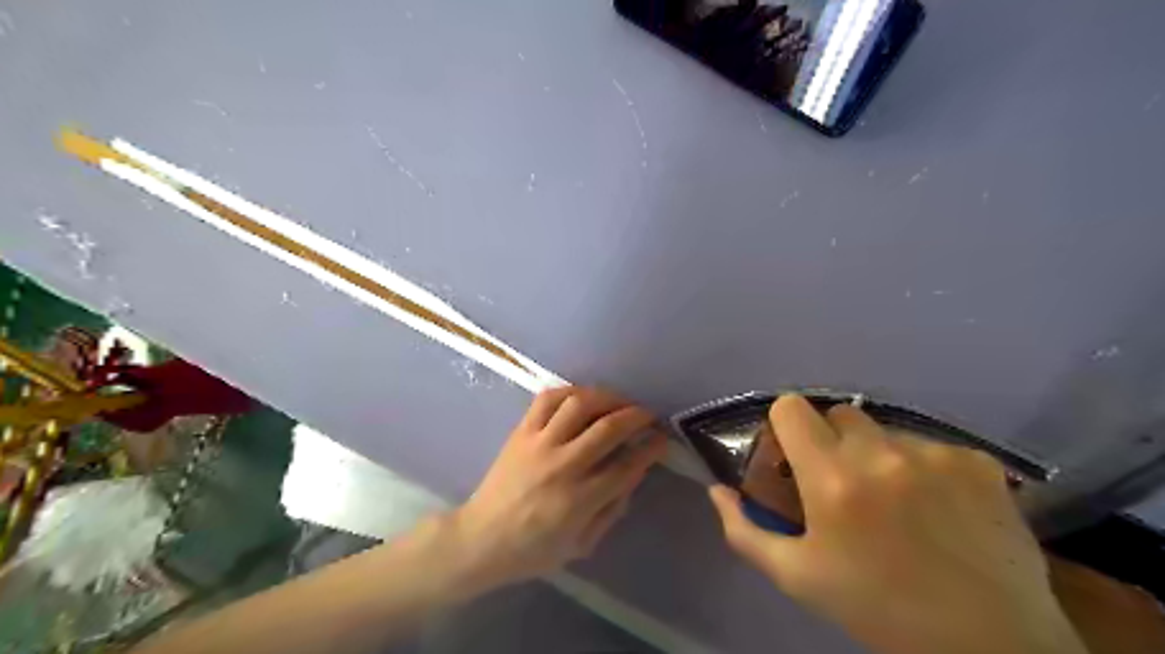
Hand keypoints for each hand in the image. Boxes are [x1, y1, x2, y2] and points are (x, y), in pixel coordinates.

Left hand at [450, 385, 664, 590]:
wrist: (481, 539)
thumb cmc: (533, 550)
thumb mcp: (581, 544)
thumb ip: (611, 511)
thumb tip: (633, 474)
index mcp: (579, 500)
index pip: (627, 465)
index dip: (651, 448)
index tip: (662, 439)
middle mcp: (562, 465)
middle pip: (609, 428)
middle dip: (637, 416)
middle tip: (648, 416)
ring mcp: (539, 443)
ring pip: (580, 404)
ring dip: (607, 398)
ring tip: (619, 402)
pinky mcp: (521, 431)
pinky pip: (547, 399)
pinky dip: (570, 391)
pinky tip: (583, 396)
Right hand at [711, 393, 1091, 653]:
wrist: (989, 646)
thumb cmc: (878, 609)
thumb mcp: (797, 577)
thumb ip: (745, 530)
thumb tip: (718, 491)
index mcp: (831, 478)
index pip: (791, 407)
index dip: (785, 425)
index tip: (793, 454)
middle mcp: (881, 453)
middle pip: (839, 413)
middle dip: (832, 440)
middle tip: (844, 483)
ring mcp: (934, 453)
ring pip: (886, 431)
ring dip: (880, 456)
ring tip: (898, 503)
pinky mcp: (978, 462)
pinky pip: (932, 447)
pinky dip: (927, 469)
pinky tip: (940, 508)